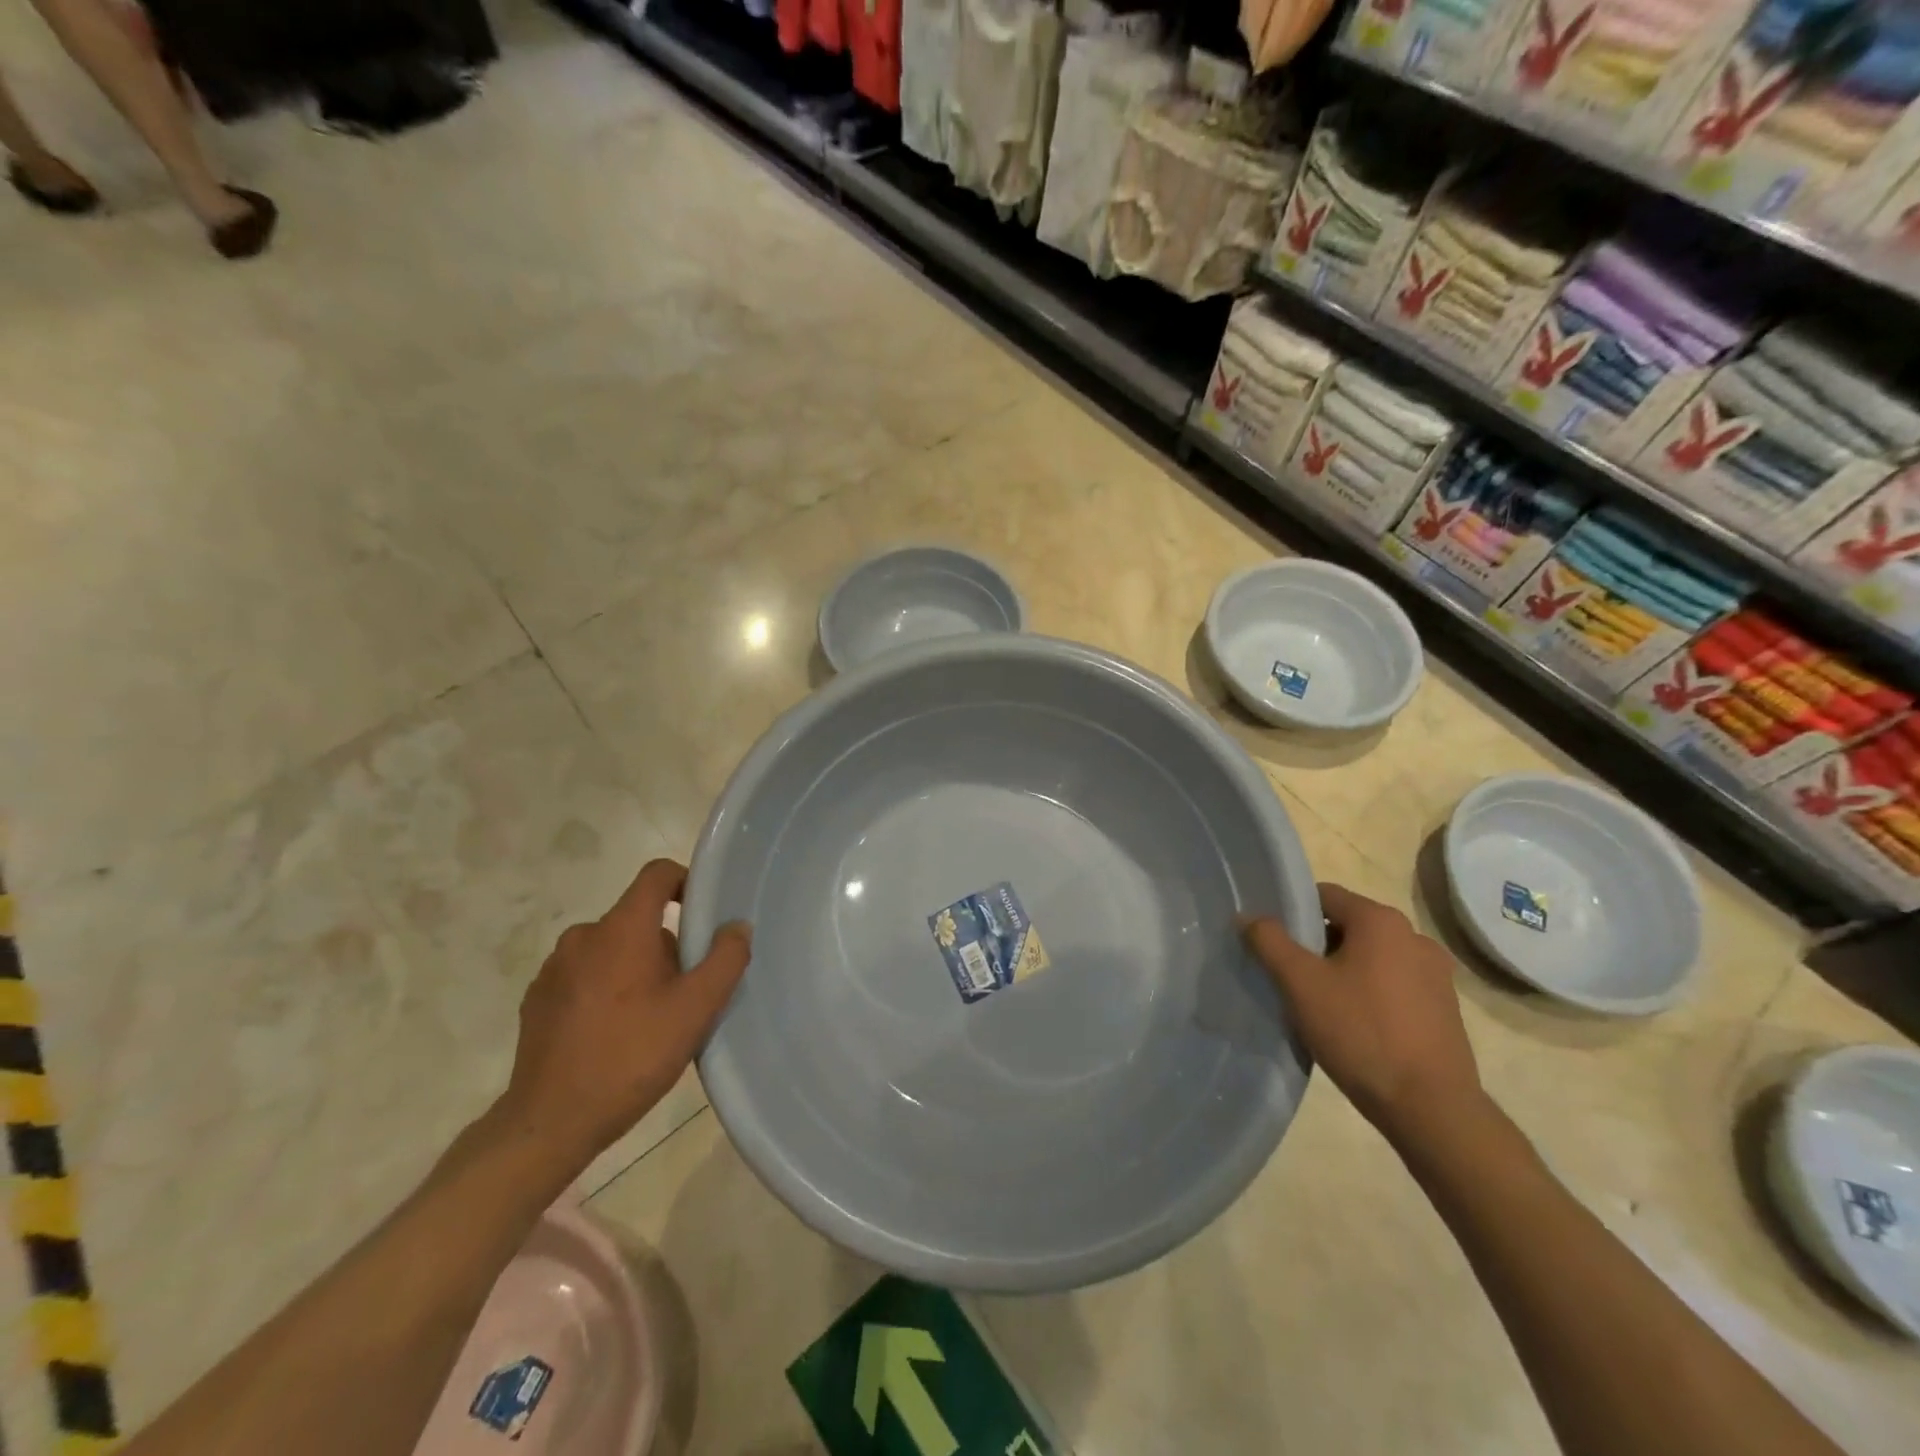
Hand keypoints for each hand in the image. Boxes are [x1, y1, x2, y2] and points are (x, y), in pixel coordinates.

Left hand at [498, 859, 751, 1168]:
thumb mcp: (696, 1010)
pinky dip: (605, 989)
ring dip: (635, 969)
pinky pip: (583, 975)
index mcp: (621, 929)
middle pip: (638, 919)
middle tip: (683, 992)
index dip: (685, 882)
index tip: (703, 914)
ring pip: (611, 949)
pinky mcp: (537, 998)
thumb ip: (725, 959)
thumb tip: (737, 926)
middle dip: (666, 945)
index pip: (656, 874)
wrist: (550, 1123)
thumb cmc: (631, 1057)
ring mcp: (554, 968)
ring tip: (649, 1019)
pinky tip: (613, 1034)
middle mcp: (583, 936)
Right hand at [1243, 883, 1483, 1145]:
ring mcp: (1435, 974)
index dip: (1292, 913)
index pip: (1324, 896)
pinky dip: (1369, 993)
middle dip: (1315, 945)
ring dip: (1342, 970)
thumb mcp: (1300, 983)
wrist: (1431, 1109)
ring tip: (1319, 1004)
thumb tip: (1248, 916)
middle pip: (1347, 926)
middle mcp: (1414, 937)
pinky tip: (1353, 1025)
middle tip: (1289, 976)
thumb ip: (1269, 941)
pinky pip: (1392, 984)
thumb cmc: (1360, 1033)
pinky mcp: (1444, 1008)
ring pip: (1370, 957)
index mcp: (1381, 921)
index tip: (1271, 942)